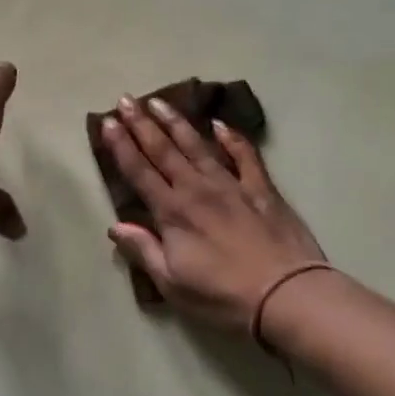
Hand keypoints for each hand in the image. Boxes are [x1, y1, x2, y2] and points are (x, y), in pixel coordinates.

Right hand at [101, 95, 324, 329]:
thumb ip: (143, 250)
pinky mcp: (261, 190)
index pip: (139, 172)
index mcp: (173, 213)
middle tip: (126, 99)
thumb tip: (115, 226)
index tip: (108, 122)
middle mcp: (197, 190)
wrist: (286, 295)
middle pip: (164, 150)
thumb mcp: (172, 283)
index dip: (121, 146)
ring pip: (198, 146)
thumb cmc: (223, 296)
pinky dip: (233, 138)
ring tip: (159, 102)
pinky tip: (221, 124)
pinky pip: (245, 156)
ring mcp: (232, 185)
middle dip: (142, 124)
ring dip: (176, 122)